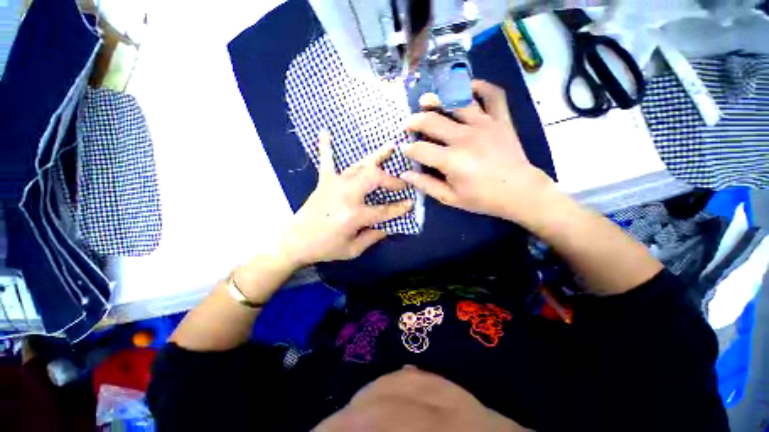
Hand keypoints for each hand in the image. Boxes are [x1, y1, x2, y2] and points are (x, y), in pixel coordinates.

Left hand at [280, 131, 412, 267]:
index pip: (383, 210)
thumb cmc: (325, 248)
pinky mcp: (323, 182)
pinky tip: (325, 131)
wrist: (294, 242)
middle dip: (390, 179)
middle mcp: (346, 195)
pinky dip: (326, 147)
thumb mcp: (352, 250)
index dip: (400, 208)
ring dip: (376, 156)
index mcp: (354, 215)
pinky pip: (326, 161)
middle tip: (401, 182)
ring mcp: (334, 185)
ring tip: (391, 146)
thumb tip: (388, 227)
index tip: (411, 202)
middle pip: (374, 178)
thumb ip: (373, 237)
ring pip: (359, 166)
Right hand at [401, 80, 555, 224]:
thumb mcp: (450, 198)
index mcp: (451, 160)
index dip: (409, 149)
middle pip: (432, 121)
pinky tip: (466, 87)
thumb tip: (405, 175)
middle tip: (408, 124)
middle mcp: (464, 138)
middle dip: (414, 121)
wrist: (520, 192)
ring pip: (457, 101)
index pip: (420, 149)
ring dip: (438, 98)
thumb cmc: (482, 198)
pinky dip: (479, 86)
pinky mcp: (500, 119)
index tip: (405, 150)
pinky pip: (492, 94)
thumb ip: (426, 185)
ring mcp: (484, 125)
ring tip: (426, 100)